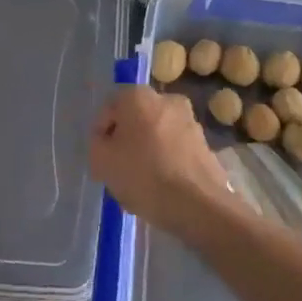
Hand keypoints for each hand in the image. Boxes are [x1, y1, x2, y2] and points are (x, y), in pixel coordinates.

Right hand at [90, 86, 232, 238]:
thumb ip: (97, 144)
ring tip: (140, 182)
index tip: (101, 157)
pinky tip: (160, 186)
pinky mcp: (205, 144)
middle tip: (118, 168)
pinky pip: (175, 148)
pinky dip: (165, 162)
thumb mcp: (101, 160)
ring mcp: (190, 121)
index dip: (101, 133)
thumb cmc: (143, 175)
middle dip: (125, 141)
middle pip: (135, 119)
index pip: (109, 107)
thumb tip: (106, 141)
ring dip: (146, 151)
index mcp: (139, 96)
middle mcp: (167, 99)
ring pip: (156, 134)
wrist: (197, 204)